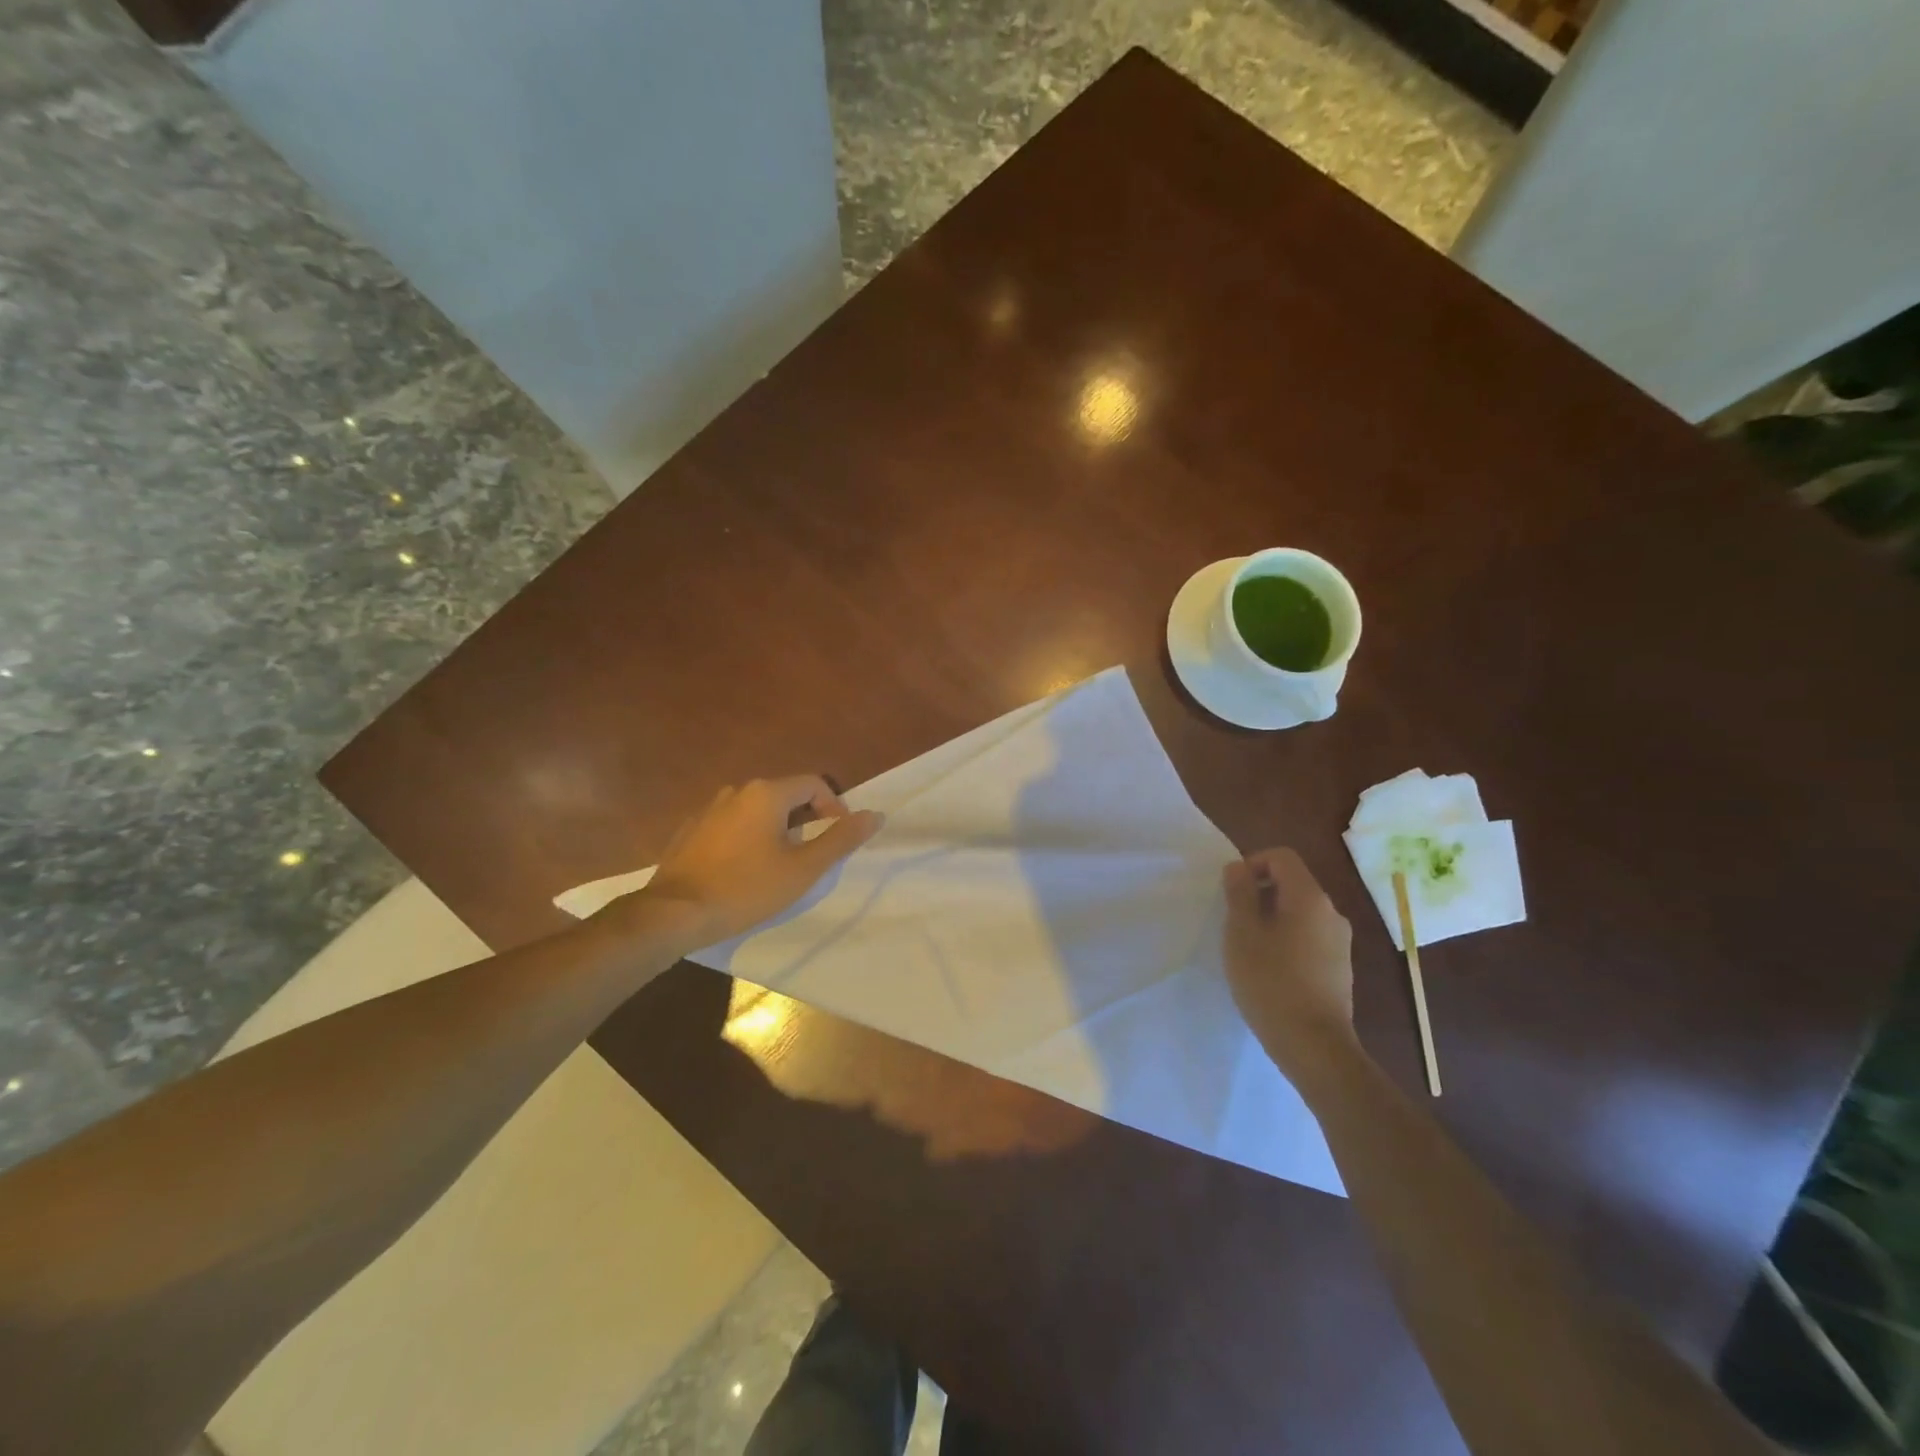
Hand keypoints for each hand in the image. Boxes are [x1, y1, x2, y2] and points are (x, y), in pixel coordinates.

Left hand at [640, 776, 884, 949]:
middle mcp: (737, 790)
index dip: (834, 807)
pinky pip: (732, 823)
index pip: (814, 784)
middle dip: (806, 818)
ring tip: (780, 862)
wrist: (674, 913)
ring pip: (757, 809)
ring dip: (777, 828)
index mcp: (766, 793)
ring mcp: (709, 808)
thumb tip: (874, 815)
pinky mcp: (691, 829)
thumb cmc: (745, 888)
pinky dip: (748, 837)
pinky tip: (744, 868)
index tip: (837, 838)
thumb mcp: (802, 869)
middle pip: (785, 794)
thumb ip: (840, 840)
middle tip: (812, 854)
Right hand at [1223, 848, 1356, 1074]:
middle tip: (1234, 921)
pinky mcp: (1340, 967)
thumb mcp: (1242, 933)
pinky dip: (1288, 940)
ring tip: (1250, 948)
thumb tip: (1238, 867)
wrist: (1313, 1045)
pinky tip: (1271, 970)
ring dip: (1272, 918)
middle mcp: (1331, 912)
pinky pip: (1310, 937)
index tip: (1232, 892)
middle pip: (1293, 883)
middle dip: (1260, 893)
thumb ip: (1239, 893)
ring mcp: (1340, 942)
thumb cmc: (1270, 981)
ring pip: (1301, 912)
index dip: (1252, 864)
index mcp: (1309, 897)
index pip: (1281, 857)